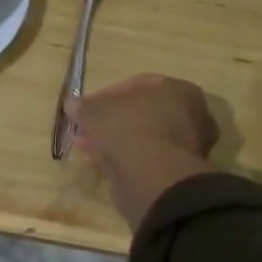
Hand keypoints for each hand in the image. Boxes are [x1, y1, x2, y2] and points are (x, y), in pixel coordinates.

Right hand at [67, 74, 218, 228]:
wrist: (154, 177)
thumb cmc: (129, 128)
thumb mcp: (96, 111)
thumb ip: (83, 106)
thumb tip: (71, 104)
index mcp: (179, 89)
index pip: (137, 85)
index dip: (106, 95)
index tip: (86, 108)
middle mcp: (190, 114)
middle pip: (140, 113)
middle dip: (109, 121)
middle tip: (85, 129)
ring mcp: (186, 146)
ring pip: (141, 138)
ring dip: (113, 141)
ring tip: (87, 148)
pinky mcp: (177, 171)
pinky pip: (144, 158)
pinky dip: (123, 159)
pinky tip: (99, 163)